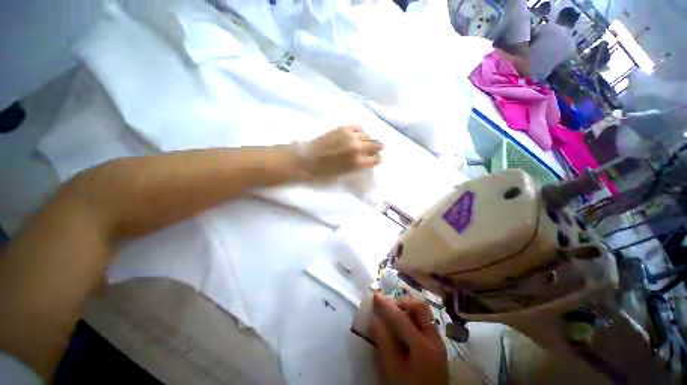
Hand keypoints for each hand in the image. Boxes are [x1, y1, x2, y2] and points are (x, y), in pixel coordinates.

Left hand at [299, 125, 382, 180]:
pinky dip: (360, 131)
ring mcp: (350, 136)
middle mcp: (357, 147)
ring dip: (369, 139)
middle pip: (376, 145)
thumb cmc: (322, 174)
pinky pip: (357, 127)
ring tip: (367, 142)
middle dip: (377, 148)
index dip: (377, 160)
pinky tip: (359, 134)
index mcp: (357, 162)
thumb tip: (363, 163)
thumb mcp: (343, 176)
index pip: (376, 159)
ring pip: (368, 135)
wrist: (305, 160)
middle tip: (376, 149)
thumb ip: (356, 168)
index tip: (377, 160)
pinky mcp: (342, 128)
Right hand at [371, 293, 448, 384]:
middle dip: (405, 303)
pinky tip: (405, 329)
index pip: (401, 318)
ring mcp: (439, 343)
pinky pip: (427, 324)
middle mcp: (434, 340)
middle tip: (391, 308)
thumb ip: (383, 342)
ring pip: (426, 315)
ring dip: (410, 310)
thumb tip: (375, 319)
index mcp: (423, 347)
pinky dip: (414, 319)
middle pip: (421, 308)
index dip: (387, 305)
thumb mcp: (392, 370)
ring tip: (396, 317)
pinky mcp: (439, 347)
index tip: (376, 295)